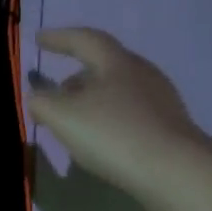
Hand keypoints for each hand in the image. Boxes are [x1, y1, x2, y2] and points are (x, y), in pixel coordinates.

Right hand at [27, 28, 205, 196]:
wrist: (175, 172)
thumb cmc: (114, 134)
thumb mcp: (63, 117)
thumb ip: (42, 103)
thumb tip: (37, 97)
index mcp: (116, 62)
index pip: (84, 39)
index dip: (59, 38)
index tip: (39, 39)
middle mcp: (142, 73)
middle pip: (104, 65)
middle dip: (75, 74)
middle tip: (54, 90)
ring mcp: (160, 100)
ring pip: (117, 90)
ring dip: (92, 98)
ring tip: (73, 119)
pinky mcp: (169, 127)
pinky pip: (130, 112)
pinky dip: (109, 117)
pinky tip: (101, 139)